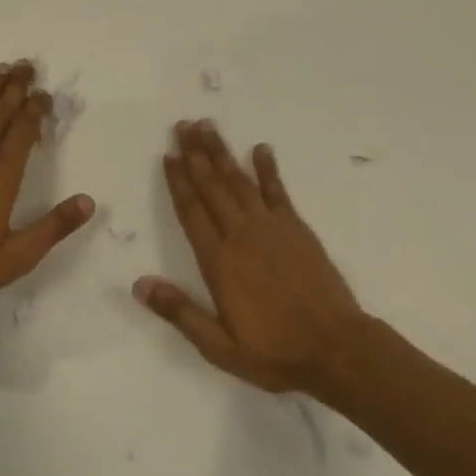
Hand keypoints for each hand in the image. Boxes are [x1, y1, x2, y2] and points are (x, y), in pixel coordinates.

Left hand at [0, 61, 94, 309]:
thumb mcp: (18, 255)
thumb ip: (54, 227)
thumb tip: (88, 202)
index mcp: (2, 175)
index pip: (24, 130)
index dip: (36, 108)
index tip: (45, 92)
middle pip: (0, 113)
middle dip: (15, 87)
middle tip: (26, 64)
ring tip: (0, 69)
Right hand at [137, 121, 364, 395]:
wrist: (336, 348)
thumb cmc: (274, 351)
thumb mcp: (219, 345)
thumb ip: (180, 312)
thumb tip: (139, 284)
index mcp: (219, 261)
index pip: (191, 211)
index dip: (178, 181)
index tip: (168, 154)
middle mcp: (241, 235)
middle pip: (212, 186)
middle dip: (195, 154)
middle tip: (183, 124)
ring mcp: (271, 227)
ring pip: (240, 181)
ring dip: (222, 152)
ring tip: (208, 126)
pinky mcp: (297, 229)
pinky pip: (278, 191)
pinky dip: (268, 168)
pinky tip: (260, 149)